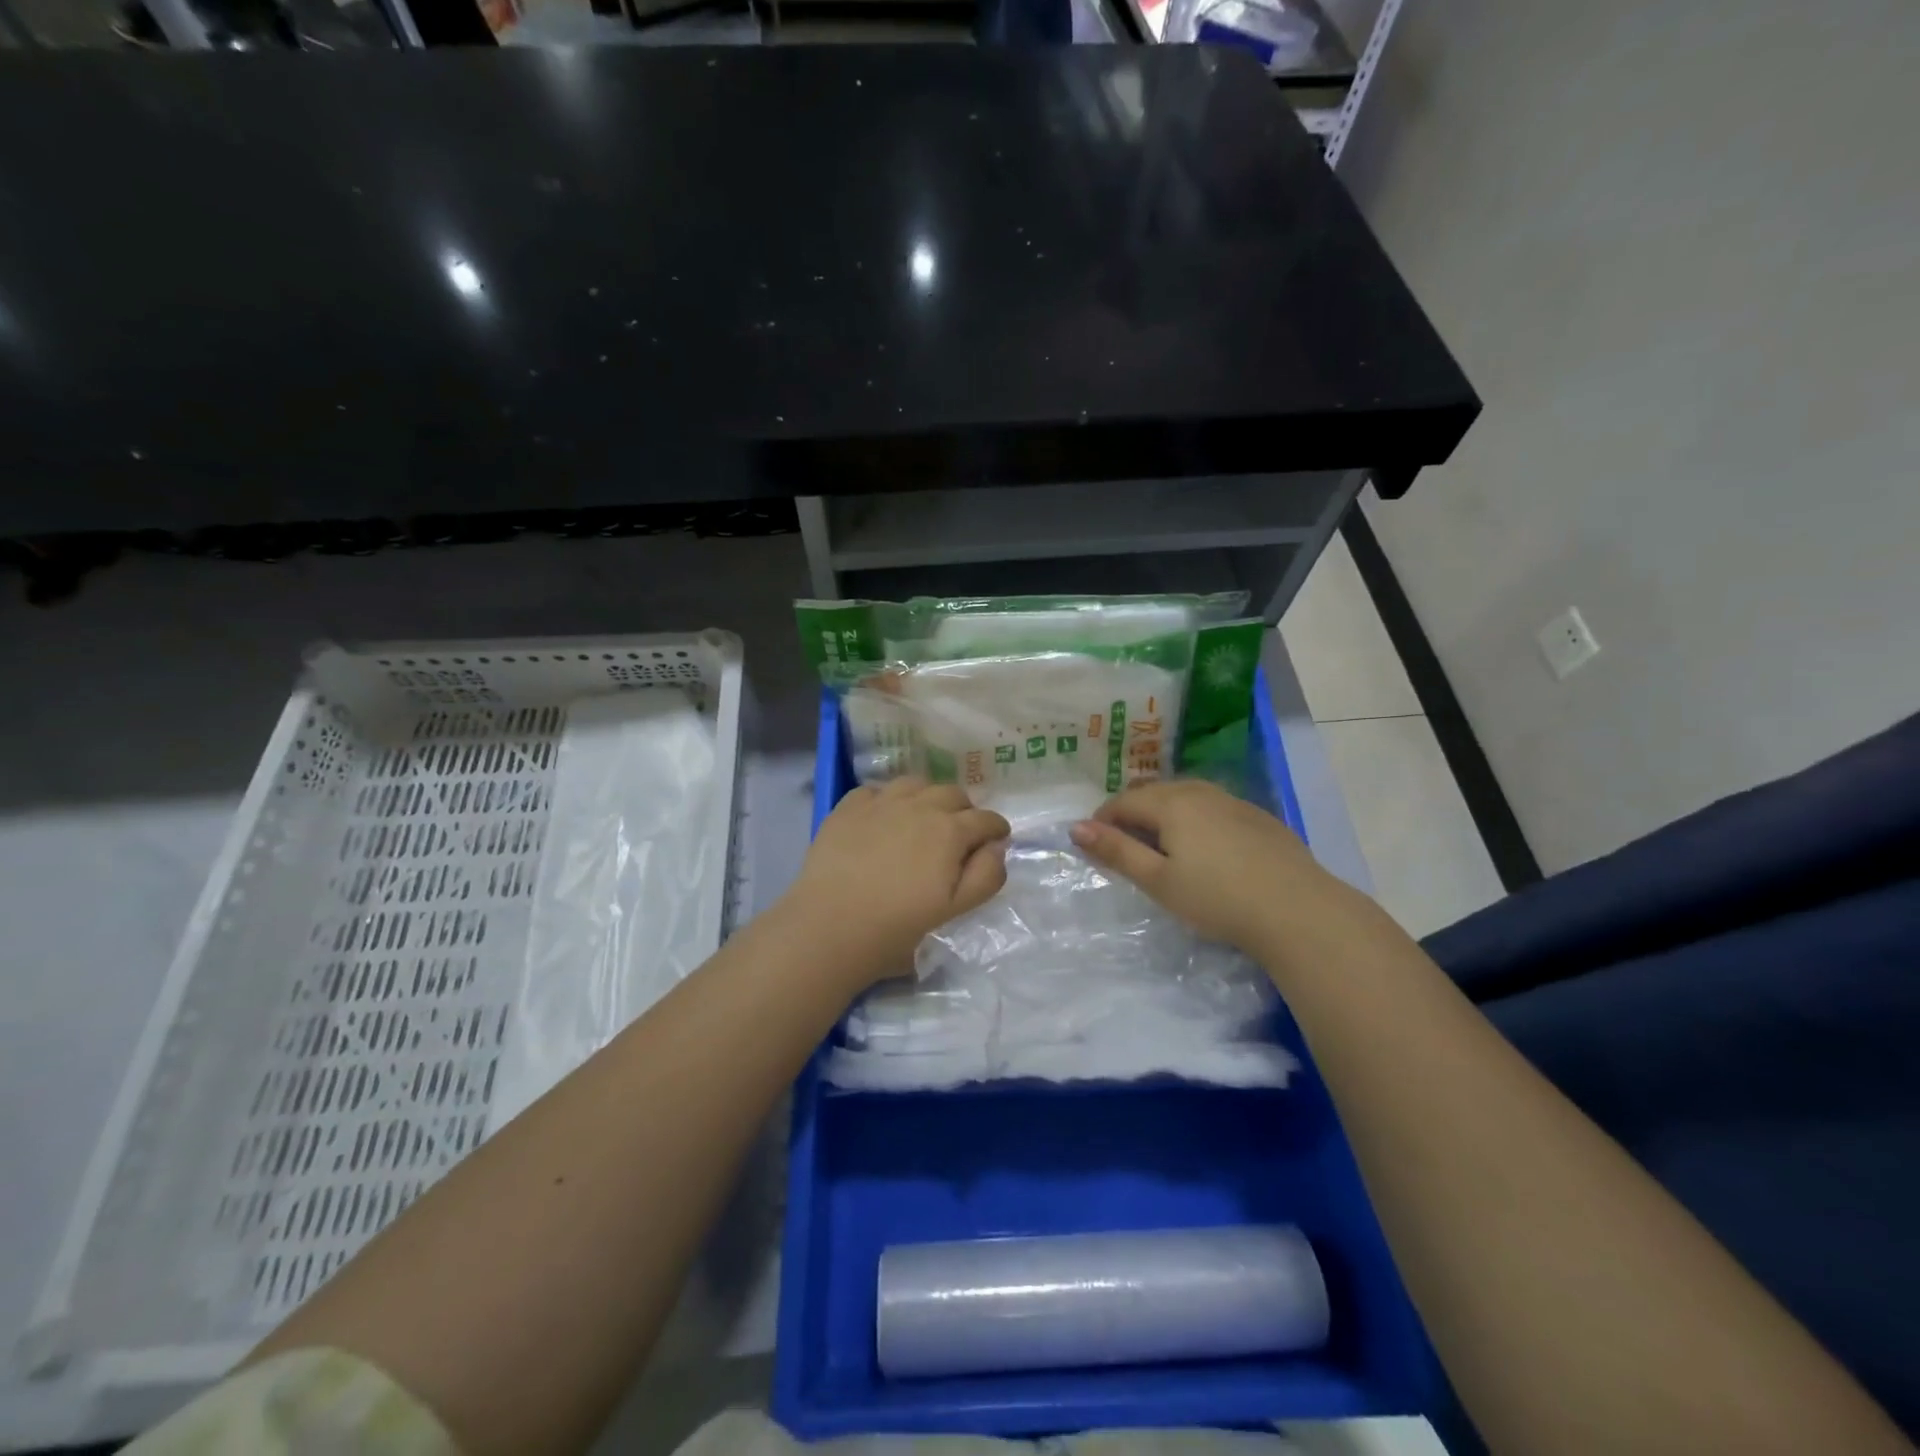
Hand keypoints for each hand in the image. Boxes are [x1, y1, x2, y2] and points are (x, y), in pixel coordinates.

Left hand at [778, 778, 1010, 988]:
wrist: (828, 927)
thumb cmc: (895, 928)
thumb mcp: (953, 911)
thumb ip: (985, 876)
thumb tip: (996, 848)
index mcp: (950, 831)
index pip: (986, 819)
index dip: (996, 829)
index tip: (996, 840)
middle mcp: (919, 806)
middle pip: (953, 794)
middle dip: (964, 810)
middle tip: (959, 834)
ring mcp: (881, 802)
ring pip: (916, 784)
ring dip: (927, 797)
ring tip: (922, 819)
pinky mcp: (848, 807)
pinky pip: (876, 790)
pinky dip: (887, 800)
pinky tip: (883, 819)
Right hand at [1070, 779, 1347, 954]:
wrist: (1298, 910)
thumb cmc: (1217, 898)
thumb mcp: (1158, 880)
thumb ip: (1116, 851)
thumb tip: (1075, 827)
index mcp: (1171, 803)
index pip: (1123, 801)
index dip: (1103, 820)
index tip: (1094, 844)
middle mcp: (1201, 791)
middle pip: (1154, 793)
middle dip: (1132, 814)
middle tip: (1123, 846)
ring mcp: (1234, 801)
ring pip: (1185, 797)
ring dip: (1163, 814)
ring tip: (1160, 845)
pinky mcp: (1259, 817)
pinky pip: (1213, 807)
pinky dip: (1195, 820)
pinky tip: (1205, 848)